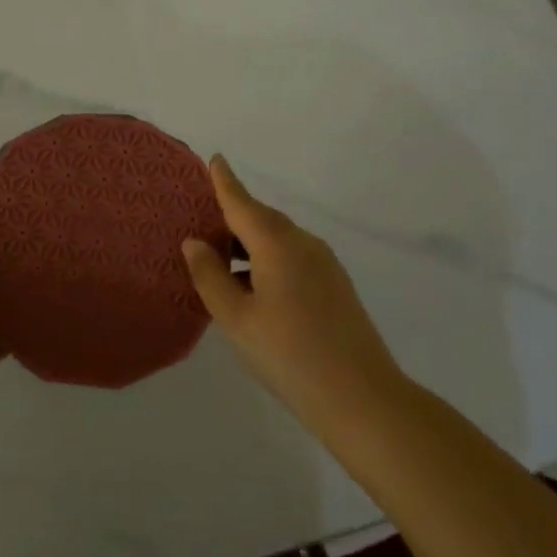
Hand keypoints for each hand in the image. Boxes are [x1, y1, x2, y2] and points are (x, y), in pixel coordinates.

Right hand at [182, 155, 404, 441]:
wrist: (361, 397)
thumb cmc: (288, 355)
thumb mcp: (236, 318)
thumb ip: (211, 276)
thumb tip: (195, 242)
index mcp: (278, 244)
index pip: (243, 203)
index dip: (225, 182)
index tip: (214, 159)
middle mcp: (304, 244)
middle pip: (262, 219)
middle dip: (234, 216)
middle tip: (203, 224)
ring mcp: (325, 264)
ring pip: (279, 240)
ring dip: (250, 242)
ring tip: (222, 262)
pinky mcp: (336, 285)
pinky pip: (293, 257)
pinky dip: (268, 259)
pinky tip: (254, 287)